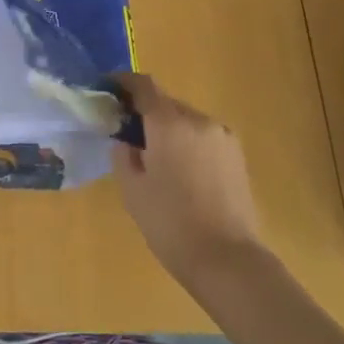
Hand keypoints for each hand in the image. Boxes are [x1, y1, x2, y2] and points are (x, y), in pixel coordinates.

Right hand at [111, 74, 262, 288]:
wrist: (227, 260)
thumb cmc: (170, 223)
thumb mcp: (132, 189)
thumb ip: (123, 154)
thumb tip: (126, 139)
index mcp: (169, 124)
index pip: (143, 86)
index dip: (123, 83)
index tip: (107, 90)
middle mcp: (199, 120)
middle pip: (165, 102)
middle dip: (144, 110)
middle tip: (125, 130)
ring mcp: (223, 137)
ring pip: (186, 120)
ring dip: (167, 128)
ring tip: (152, 155)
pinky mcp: (237, 156)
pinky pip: (203, 137)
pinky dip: (186, 142)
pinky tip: (178, 169)